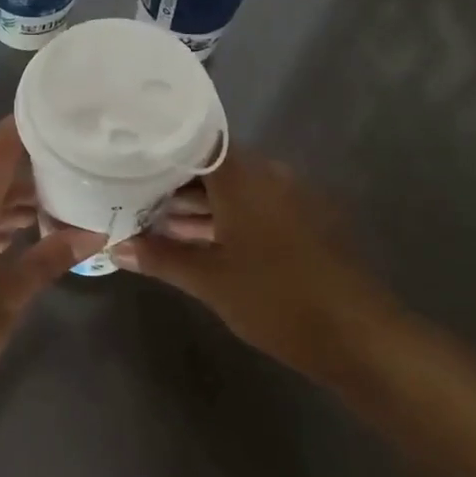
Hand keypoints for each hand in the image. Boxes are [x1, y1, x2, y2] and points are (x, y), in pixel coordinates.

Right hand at [111, 150, 400, 378]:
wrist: (358, 336)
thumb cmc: (276, 299)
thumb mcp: (209, 280)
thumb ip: (161, 257)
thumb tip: (116, 247)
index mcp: (244, 177)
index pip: (195, 139)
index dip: (161, 145)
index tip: (129, 152)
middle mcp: (268, 175)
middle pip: (212, 164)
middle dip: (172, 180)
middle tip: (131, 193)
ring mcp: (289, 198)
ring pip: (232, 188)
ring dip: (196, 203)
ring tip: (154, 219)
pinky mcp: (302, 221)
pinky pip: (252, 206)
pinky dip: (222, 217)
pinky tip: (194, 239)